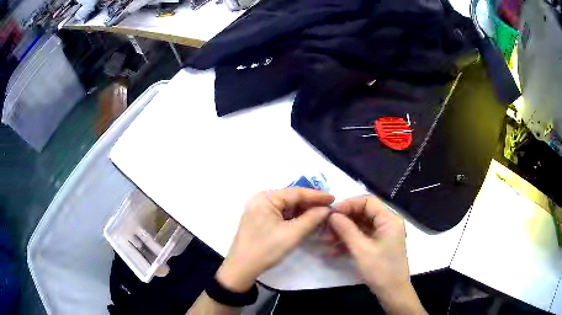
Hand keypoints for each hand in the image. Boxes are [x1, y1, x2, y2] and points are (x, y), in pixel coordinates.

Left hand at [216, 188, 333, 291]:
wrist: (242, 268)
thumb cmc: (266, 249)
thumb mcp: (292, 234)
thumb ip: (311, 219)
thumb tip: (327, 209)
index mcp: (266, 198)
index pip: (296, 192)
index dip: (316, 195)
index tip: (334, 198)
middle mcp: (262, 200)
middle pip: (291, 199)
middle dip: (311, 204)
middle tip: (330, 208)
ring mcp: (260, 210)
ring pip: (287, 207)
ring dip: (304, 212)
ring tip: (322, 215)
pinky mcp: (261, 220)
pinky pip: (282, 215)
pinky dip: (295, 218)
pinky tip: (308, 222)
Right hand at [328, 196, 425, 313]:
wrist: (392, 292)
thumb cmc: (380, 269)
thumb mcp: (361, 249)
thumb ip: (346, 229)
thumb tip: (332, 214)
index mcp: (389, 219)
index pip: (367, 201)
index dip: (349, 204)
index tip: (331, 214)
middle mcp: (387, 223)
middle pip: (363, 213)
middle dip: (344, 220)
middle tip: (326, 229)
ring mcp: (383, 234)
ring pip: (360, 226)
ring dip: (344, 232)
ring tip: (327, 241)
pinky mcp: (378, 245)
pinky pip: (362, 237)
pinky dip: (349, 241)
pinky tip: (335, 250)